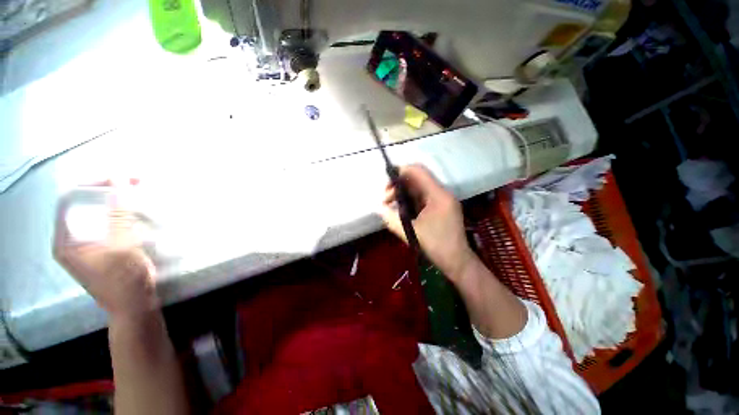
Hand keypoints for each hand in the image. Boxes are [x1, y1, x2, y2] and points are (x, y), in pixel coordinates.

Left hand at [53, 189, 158, 318]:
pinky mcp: (106, 246)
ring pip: (100, 211)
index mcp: (66, 239)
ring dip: (119, 200)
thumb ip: (119, 215)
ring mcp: (90, 243)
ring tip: (139, 191)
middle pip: (86, 203)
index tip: (120, 177)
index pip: (71, 199)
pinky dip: (125, 211)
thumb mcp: (121, 248)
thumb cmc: (123, 281)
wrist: (135, 306)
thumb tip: (120, 179)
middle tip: (135, 181)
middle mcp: (74, 238)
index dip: (92, 183)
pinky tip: (139, 209)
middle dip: (110, 190)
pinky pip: (111, 221)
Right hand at [380, 164, 475, 279]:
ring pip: (418, 189)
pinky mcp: (440, 208)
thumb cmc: (436, 246)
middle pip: (417, 179)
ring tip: (389, 205)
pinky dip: (409, 200)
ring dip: (403, 193)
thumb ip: (392, 219)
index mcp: (438, 195)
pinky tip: (399, 209)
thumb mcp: (410, 232)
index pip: (418, 172)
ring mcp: (442, 200)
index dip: (400, 172)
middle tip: (385, 199)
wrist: (457, 262)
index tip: (386, 184)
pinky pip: (421, 198)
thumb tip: (378, 208)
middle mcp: (441, 193)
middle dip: (398, 185)